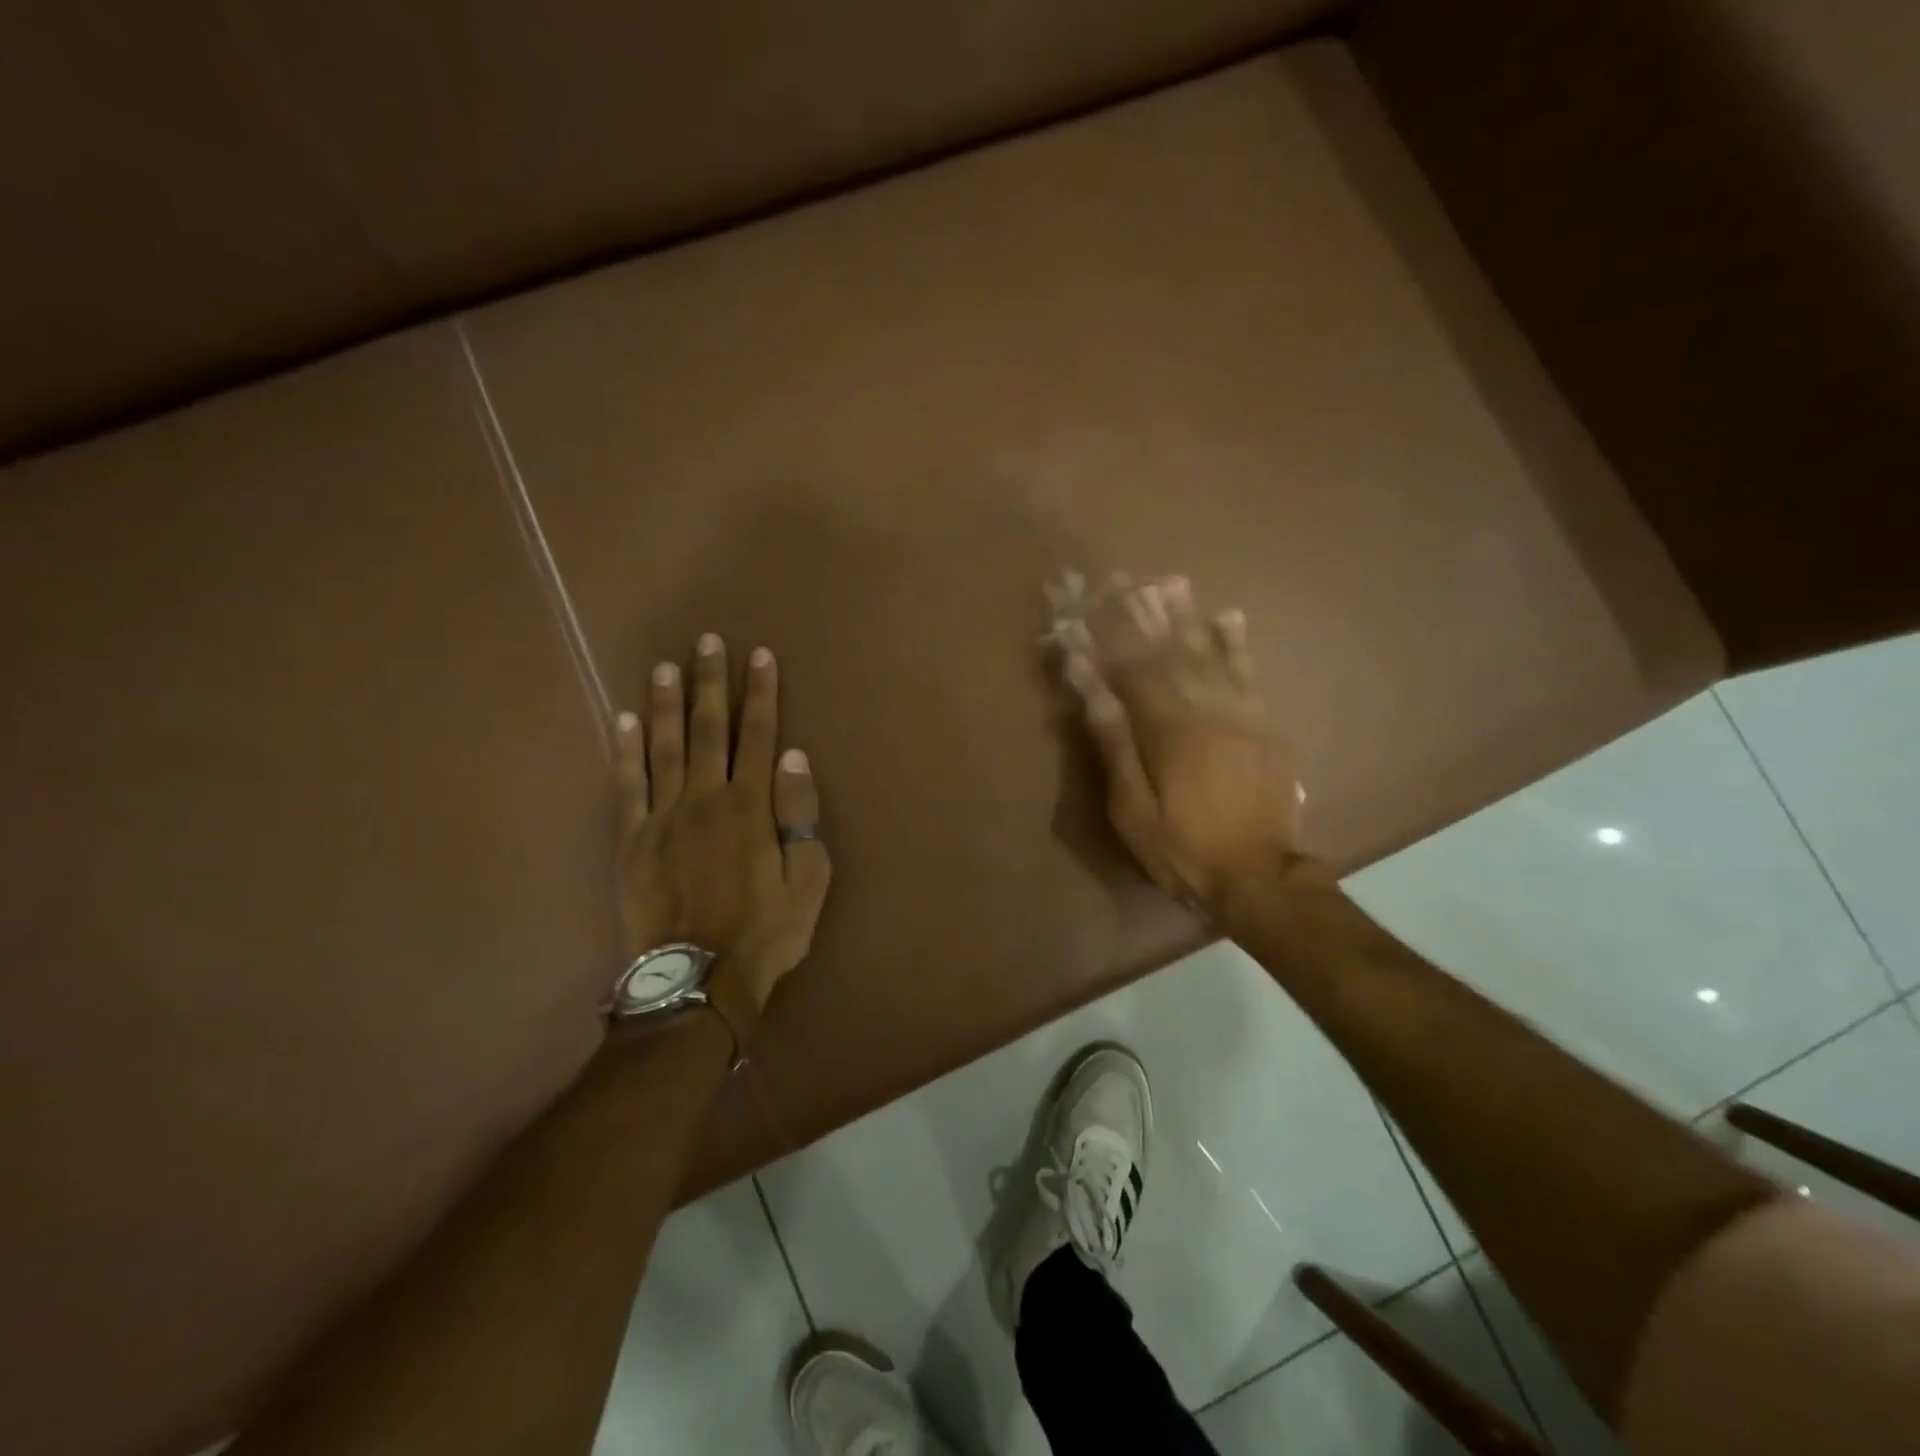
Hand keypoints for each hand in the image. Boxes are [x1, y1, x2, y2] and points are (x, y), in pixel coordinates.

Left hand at [614, 634, 831, 1013]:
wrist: (699, 980)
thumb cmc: (766, 932)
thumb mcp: (809, 879)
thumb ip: (801, 813)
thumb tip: (794, 756)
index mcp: (751, 806)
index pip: (760, 735)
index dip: (761, 693)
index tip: (760, 655)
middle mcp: (705, 798)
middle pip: (708, 729)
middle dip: (710, 682)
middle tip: (706, 641)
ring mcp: (663, 817)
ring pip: (663, 747)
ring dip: (666, 703)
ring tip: (665, 665)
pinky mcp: (632, 840)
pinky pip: (626, 786)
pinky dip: (625, 750)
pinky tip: (624, 720)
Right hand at [1060, 576, 1302, 909]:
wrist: (1258, 877)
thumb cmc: (1181, 847)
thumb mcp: (1131, 807)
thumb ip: (1113, 741)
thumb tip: (1089, 684)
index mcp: (1166, 728)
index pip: (1128, 669)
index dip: (1104, 637)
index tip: (1083, 608)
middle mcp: (1205, 708)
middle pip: (1168, 651)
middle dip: (1142, 613)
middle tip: (1123, 578)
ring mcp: (1241, 713)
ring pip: (1208, 653)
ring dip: (1186, 616)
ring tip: (1168, 582)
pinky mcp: (1266, 725)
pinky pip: (1250, 673)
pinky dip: (1237, 643)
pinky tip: (1228, 616)